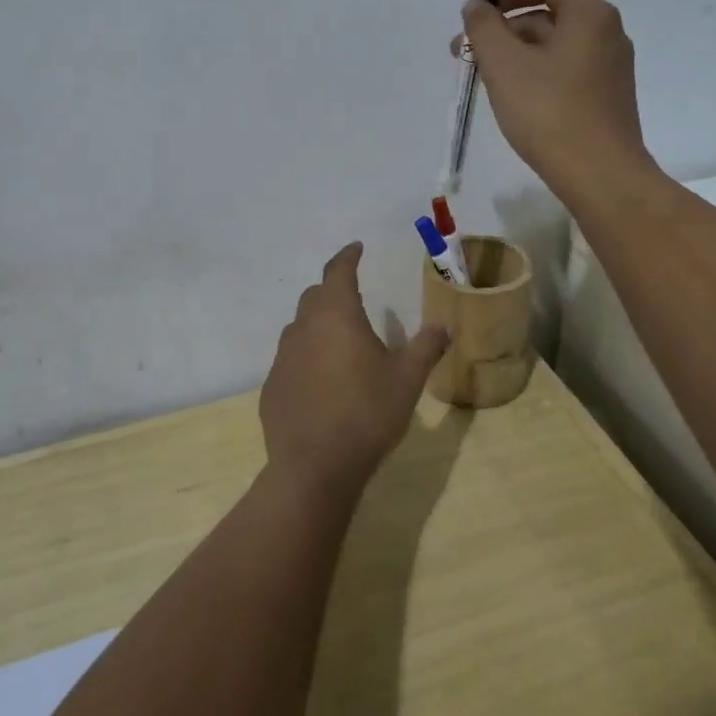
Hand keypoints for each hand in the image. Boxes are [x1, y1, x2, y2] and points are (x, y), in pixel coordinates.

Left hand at [259, 243, 449, 492]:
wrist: (314, 466)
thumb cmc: (367, 413)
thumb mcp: (407, 380)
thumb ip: (426, 348)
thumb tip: (444, 326)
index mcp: (337, 316)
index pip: (338, 272)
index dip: (347, 257)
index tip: (356, 248)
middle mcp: (303, 328)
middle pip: (315, 296)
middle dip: (333, 290)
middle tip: (353, 298)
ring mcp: (282, 358)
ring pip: (299, 328)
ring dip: (318, 325)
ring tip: (339, 342)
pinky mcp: (271, 387)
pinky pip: (290, 360)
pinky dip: (306, 358)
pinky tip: (321, 382)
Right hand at [460, 0, 655, 198]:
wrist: (600, 176)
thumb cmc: (549, 113)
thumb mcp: (505, 65)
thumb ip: (484, 28)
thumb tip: (476, 5)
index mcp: (590, 15)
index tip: (479, 14)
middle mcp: (607, 35)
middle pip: (550, 14)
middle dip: (503, 28)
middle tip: (466, 54)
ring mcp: (609, 69)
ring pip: (555, 47)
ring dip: (515, 54)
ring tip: (482, 80)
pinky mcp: (606, 99)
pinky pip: (565, 72)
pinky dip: (535, 74)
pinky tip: (513, 101)